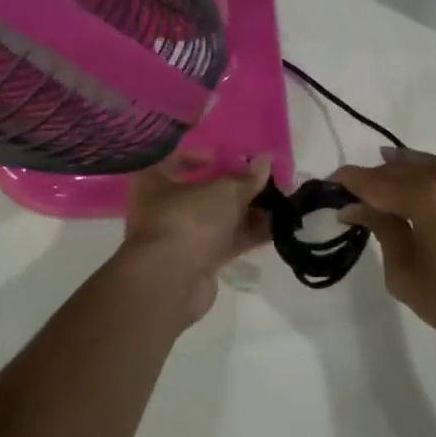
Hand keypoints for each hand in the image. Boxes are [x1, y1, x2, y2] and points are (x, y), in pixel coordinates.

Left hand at [120, 153, 271, 324]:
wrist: (172, 281)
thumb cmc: (189, 219)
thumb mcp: (224, 191)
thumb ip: (247, 178)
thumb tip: (265, 162)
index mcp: (155, 181)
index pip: (176, 159)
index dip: (203, 155)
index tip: (230, 159)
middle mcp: (164, 207)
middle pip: (203, 191)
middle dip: (236, 186)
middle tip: (264, 180)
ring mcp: (181, 236)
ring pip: (219, 218)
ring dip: (248, 211)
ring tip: (280, 202)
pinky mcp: (198, 261)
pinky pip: (227, 241)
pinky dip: (249, 233)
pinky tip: (277, 227)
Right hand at [332, 147, 435, 356]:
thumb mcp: (407, 274)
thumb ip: (382, 231)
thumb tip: (356, 207)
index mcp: (425, 196)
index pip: (373, 180)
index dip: (347, 182)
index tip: (327, 188)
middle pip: (395, 168)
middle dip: (369, 179)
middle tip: (348, 198)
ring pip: (418, 164)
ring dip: (393, 174)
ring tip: (372, 192)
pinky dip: (417, 175)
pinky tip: (406, 188)